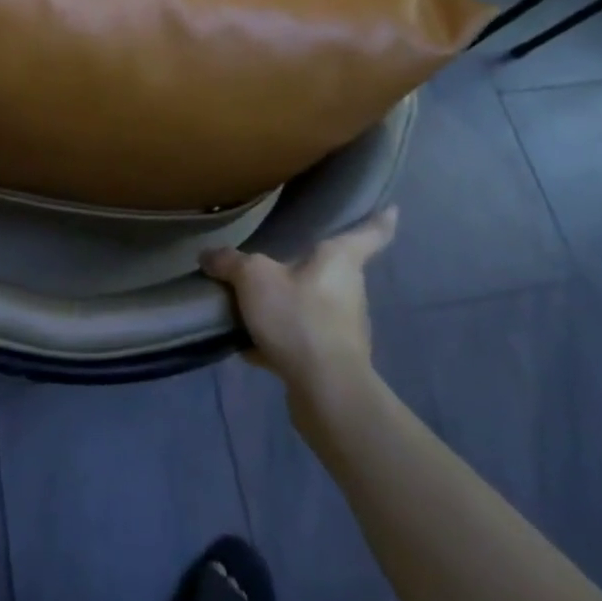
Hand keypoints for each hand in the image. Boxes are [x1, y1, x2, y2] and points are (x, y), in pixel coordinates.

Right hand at [201, 208, 397, 398]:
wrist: (326, 390)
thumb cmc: (299, 317)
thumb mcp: (253, 278)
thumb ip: (230, 262)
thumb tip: (209, 255)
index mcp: (340, 260)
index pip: (369, 234)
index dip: (380, 220)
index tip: (392, 210)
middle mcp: (350, 290)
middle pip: (331, 270)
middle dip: (307, 268)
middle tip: (277, 259)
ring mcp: (344, 328)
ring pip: (313, 306)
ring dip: (289, 306)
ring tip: (251, 305)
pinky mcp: (333, 360)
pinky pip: (301, 339)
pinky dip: (279, 339)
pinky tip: (248, 345)